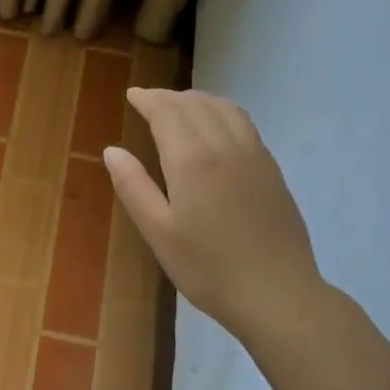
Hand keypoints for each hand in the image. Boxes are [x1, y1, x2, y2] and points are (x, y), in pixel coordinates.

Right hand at [104, 88, 322, 341]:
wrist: (277, 294)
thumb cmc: (208, 268)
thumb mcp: (159, 233)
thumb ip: (133, 187)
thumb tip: (112, 151)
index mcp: (193, 160)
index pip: (167, 112)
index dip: (148, 99)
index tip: (132, 95)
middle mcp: (225, 146)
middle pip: (196, 104)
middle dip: (170, 97)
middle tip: (149, 101)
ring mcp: (255, 155)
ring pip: (225, 109)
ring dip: (199, 99)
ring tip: (181, 106)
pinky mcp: (272, 170)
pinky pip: (244, 123)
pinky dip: (222, 112)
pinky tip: (217, 128)